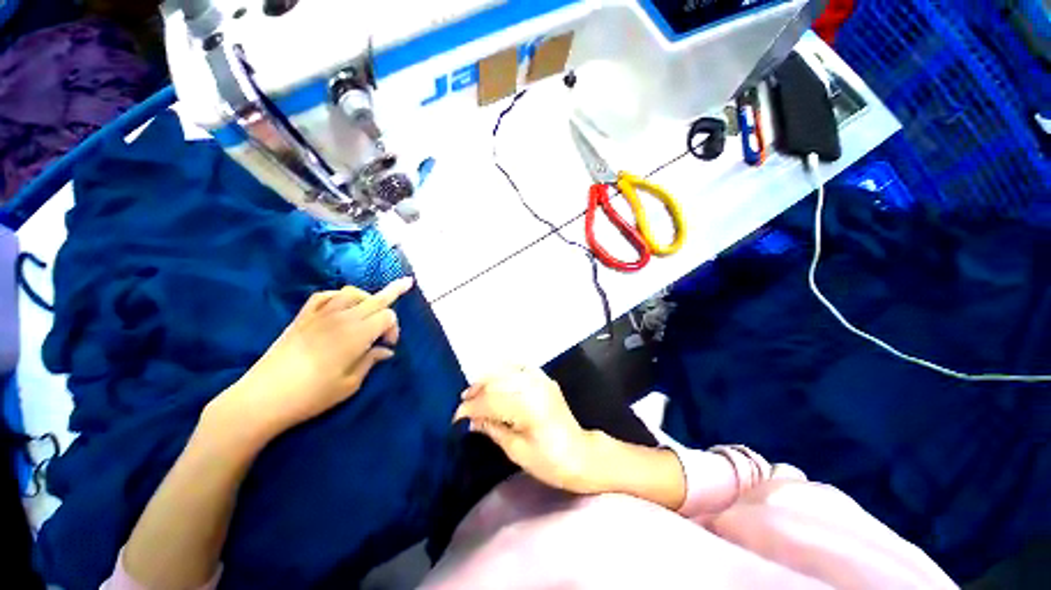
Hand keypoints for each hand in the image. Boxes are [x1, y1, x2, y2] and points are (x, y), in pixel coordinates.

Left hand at [214, 277, 414, 439]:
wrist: (262, 397)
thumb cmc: (312, 395)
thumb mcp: (350, 384)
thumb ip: (371, 361)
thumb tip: (386, 351)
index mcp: (357, 334)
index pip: (387, 316)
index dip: (394, 328)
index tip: (388, 345)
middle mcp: (342, 318)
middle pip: (375, 298)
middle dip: (394, 291)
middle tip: (407, 284)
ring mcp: (320, 315)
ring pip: (352, 292)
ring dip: (366, 297)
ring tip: (370, 308)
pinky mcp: (302, 317)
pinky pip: (325, 295)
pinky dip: (338, 296)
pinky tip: (342, 304)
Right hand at [453, 367, 594, 491]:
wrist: (580, 454)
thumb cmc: (549, 461)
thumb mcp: (516, 450)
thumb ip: (493, 429)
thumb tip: (472, 420)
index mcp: (528, 407)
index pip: (491, 401)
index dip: (471, 408)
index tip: (457, 417)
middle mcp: (534, 387)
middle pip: (497, 382)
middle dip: (477, 391)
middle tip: (463, 402)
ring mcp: (542, 380)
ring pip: (507, 371)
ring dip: (488, 380)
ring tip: (475, 391)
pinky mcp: (546, 379)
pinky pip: (521, 367)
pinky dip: (506, 370)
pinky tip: (497, 378)